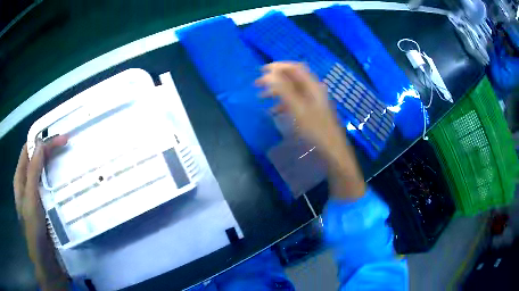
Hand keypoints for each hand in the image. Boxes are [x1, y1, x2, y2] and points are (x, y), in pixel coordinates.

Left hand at [13, 136, 68, 290]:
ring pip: (44, 173)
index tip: (58, 137)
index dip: (41, 140)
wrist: (45, 262)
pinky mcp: (45, 206)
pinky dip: (57, 180)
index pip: (28, 150)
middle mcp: (27, 183)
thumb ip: (33, 171)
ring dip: (54, 165)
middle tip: (67, 144)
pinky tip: (66, 181)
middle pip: (37, 159)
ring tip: (69, 160)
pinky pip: (50, 187)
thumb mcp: (31, 200)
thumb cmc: (34, 231)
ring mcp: (36, 195)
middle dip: (49, 150)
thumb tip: (41, 143)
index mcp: (20, 179)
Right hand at [256, 62, 342, 149]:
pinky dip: (282, 104)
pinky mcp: (309, 110)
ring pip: (291, 90)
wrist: (331, 148)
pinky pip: (294, 102)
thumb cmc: (315, 128)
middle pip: (292, 78)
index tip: (262, 71)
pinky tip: (272, 111)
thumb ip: (283, 90)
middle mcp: (312, 90)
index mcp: (312, 86)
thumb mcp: (298, 108)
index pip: (295, 68)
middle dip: (274, 79)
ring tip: (261, 97)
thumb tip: (269, 74)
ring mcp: (312, 100)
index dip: (278, 66)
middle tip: (257, 84)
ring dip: (276, 91)